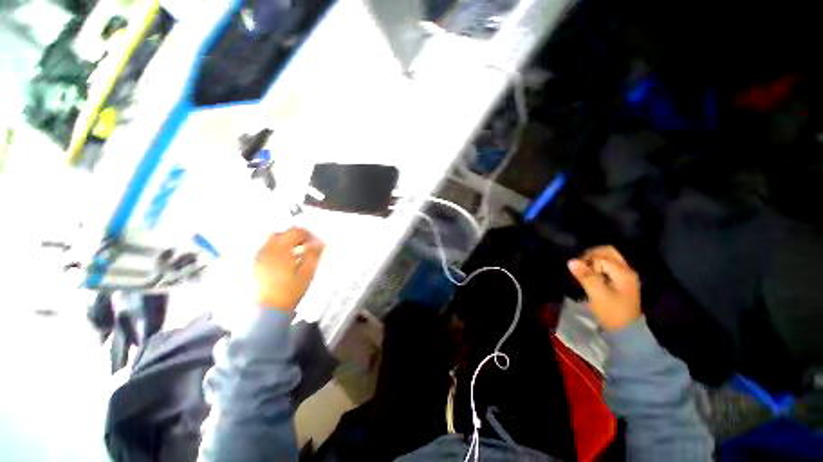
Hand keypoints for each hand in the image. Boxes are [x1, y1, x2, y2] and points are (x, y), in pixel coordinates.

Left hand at [254, 228, 323, 308]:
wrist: (269, 309)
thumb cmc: (291, 291)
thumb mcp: (308, 272)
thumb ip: (314, 254)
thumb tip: (319, 242)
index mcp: (280, 249)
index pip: (296, 232)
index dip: (309, 234)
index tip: (316, 243)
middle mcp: (267, 249)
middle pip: (283, 233)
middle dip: (297, 236)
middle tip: (307, 246)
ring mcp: (259, 256)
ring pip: (274, 239)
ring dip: (287, 241)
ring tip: (297, 252)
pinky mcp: (256, 263)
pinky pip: (268, 248)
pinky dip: (278, 248)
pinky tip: (286, 260)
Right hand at [567, 245, 640, 330]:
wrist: (625, 331)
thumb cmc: (611, 312)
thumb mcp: (597, 294)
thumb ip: (585, 276)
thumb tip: (571, 261)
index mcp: (623, 272)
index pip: (601, 256)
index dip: (587, 261)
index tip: (578, 272)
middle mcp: (626, 270)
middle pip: (607, 252)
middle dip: (591, 255)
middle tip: (580, 266)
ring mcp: (625, 275)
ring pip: (608, 257)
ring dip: (593, 260)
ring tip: (584, 271)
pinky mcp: (621, 280)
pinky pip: (608, 265)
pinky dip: (597, 266)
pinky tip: (591, 275)